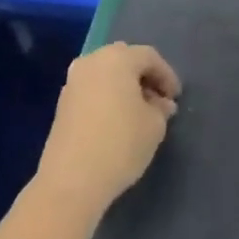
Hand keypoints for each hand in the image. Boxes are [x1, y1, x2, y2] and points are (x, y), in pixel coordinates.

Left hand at [34, 42, 180, 214]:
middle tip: (159, 100)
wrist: (71, 181)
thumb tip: (159, 103)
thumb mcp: (155, 125)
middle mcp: (92, 61)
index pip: (149, 57)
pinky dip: (108, 98)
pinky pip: (92, 91)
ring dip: (125, 88)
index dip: (167, 75)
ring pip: (106, 75)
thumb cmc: (120, 144)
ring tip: (140, 113)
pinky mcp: (62, 104)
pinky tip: (118, 121)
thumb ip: (161, 108)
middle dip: (144, 77)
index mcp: (117, 58)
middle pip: (125, 60)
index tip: (176, 97)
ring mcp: (73, 82)